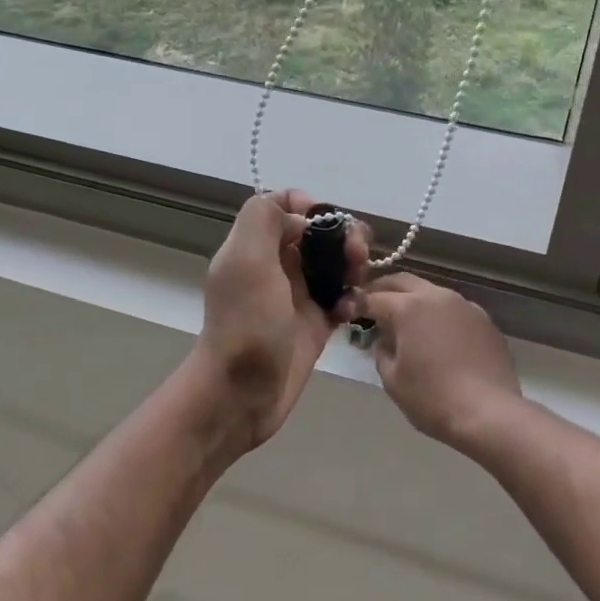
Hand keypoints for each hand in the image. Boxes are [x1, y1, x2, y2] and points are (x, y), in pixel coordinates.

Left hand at [195, 191, 368, 450]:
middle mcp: (275, 265)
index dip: (308, 204)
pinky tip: (352, 311)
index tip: (329, 220)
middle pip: (316, 233)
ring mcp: (296, 296)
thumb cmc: (245, 324)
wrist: (240, 396)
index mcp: (254, 245)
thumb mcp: (246, 260)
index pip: (283, 205)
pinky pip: (342, 298)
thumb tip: (300, 212)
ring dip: (353, 264)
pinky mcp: (315, 324)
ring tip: (359, 280)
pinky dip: (352, 298)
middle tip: (357, 253)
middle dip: (342, 235)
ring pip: (334, 264)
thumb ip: (263, 218)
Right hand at [359, 273, 524, 450]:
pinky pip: (453, 308)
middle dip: (384, 289)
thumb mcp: (393, 380)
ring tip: (405, 320)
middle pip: (403, 282)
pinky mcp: (484, 320)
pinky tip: (437, 336)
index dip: (358, 304)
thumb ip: (381, 352)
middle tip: (372, 304)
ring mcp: (464, 305)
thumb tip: (384, 340)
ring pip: (431, 291)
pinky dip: (438, 314)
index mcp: (409, 307)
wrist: (490, 414)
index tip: (348, 311)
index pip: (374, 297)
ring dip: (413, 300)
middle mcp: (437, 296)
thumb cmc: (433, 398)